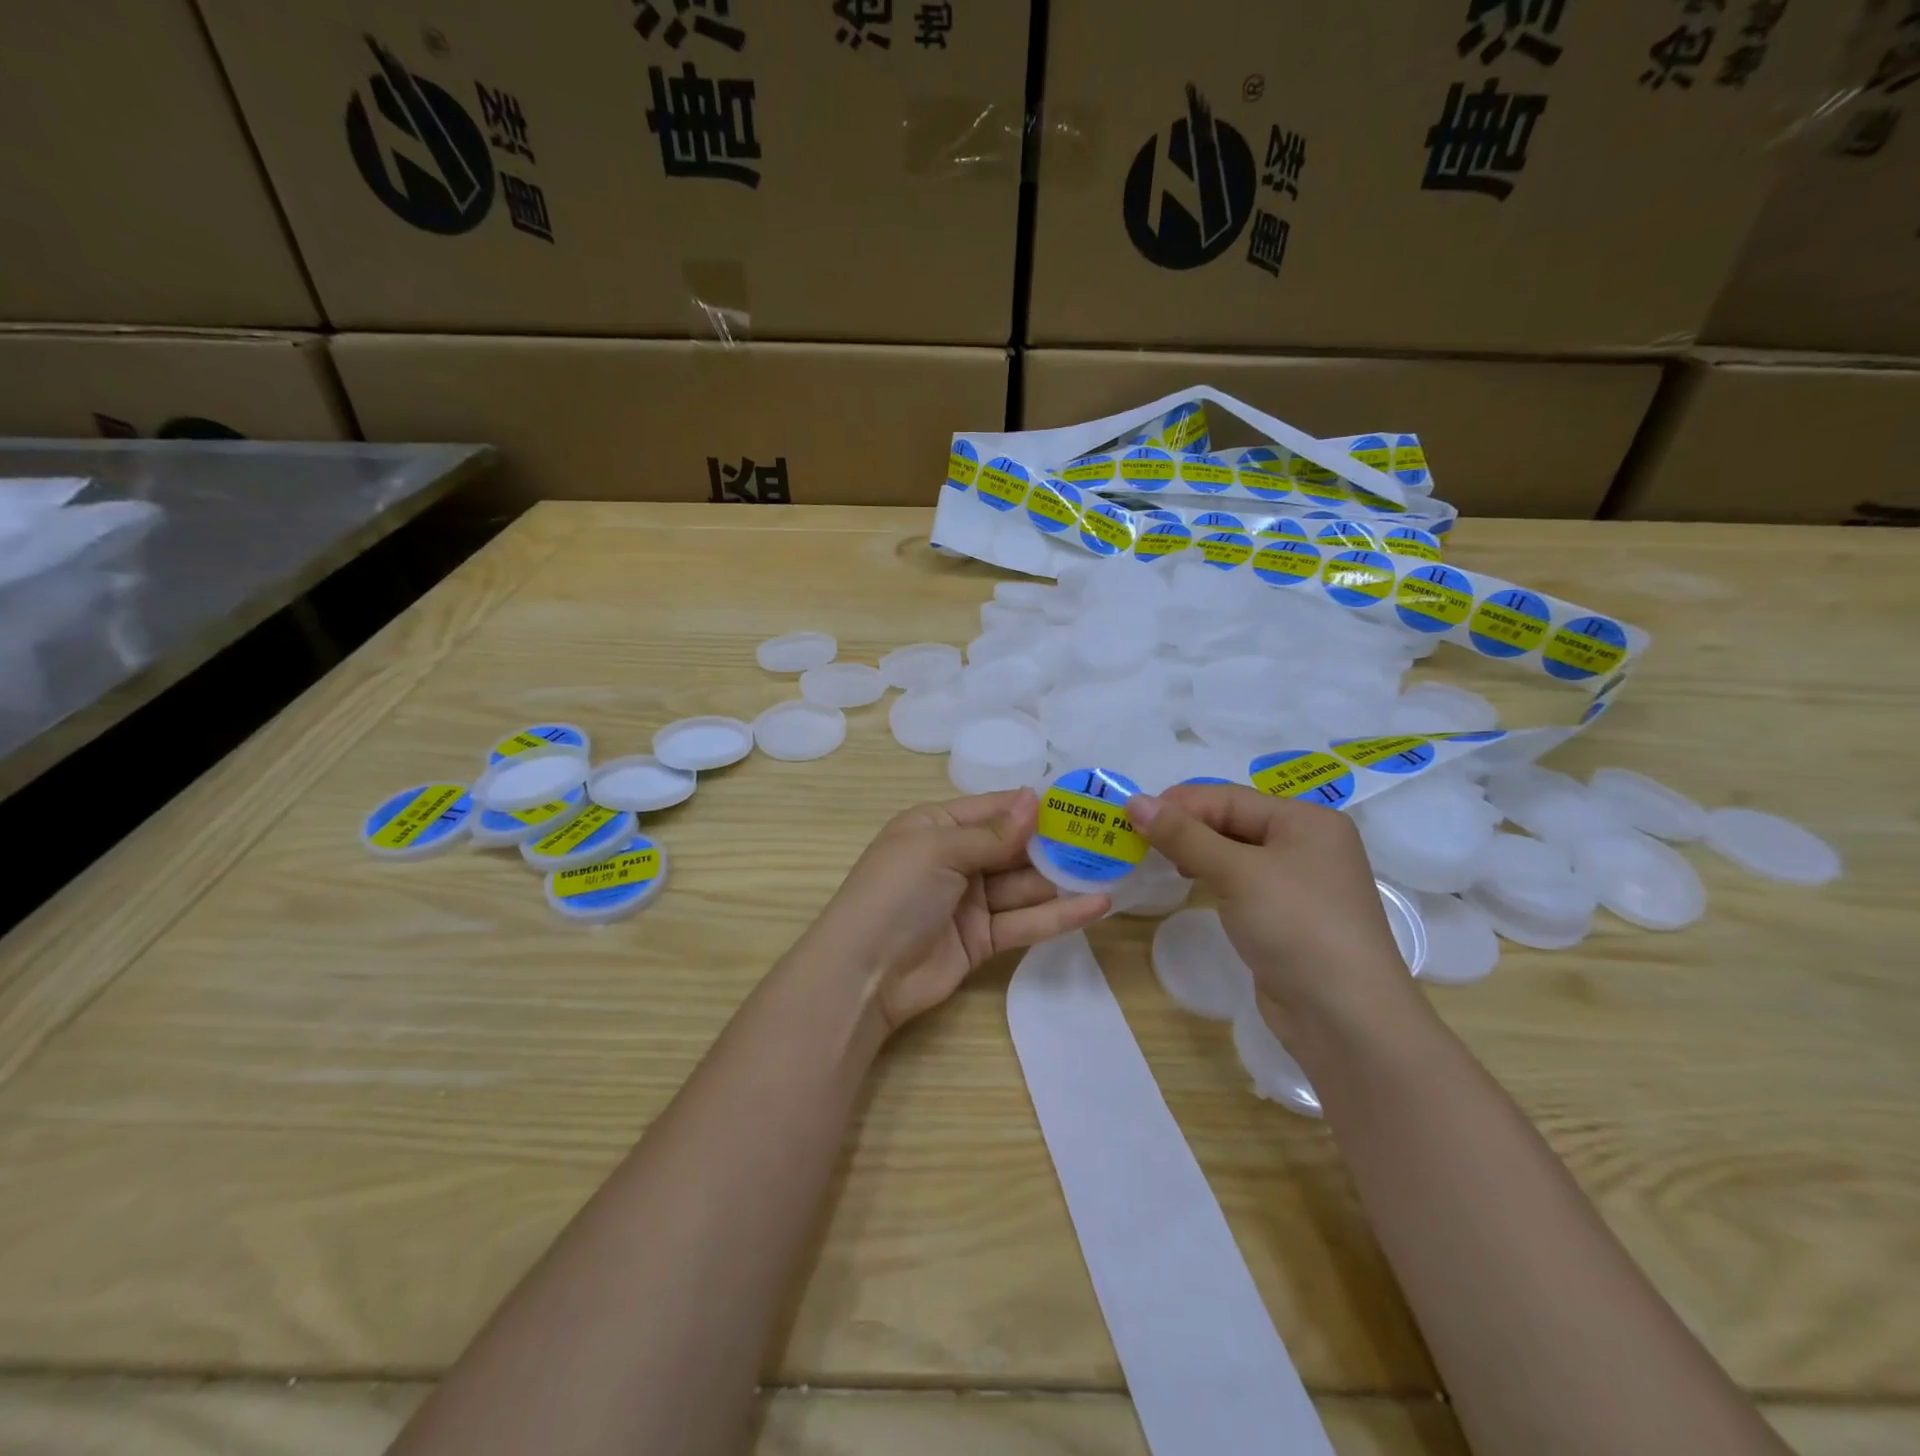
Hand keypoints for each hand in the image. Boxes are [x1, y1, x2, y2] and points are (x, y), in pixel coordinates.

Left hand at [794, 788, 1109, 1034]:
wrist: (863, 975)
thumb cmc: (895, 894)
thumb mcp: (938, 850)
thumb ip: (992, 833)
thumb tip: (1035, 798)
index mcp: (936, 826)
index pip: (993, 808)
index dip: (1034, 806)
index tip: (1080, 801)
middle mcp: (955, 859)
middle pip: (1014, 847)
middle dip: (1057, 843)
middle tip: (1108, 837)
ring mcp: (970, 901)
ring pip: (1024, 885)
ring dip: (1065, 878)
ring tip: (1114, 868)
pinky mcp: (983, 939)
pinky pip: (1025, 922)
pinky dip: (1058, 915)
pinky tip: (1097, 906)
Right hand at [1128, 784, 1415, 1035]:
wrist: (1346, 1018)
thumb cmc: (1296, 926)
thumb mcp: (1237, 872)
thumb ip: (1184, 835)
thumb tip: (1135, 801)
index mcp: (1306, 820)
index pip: (1229, 798)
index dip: (1179, 804)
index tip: (1130, 816)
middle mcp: (1308, 844)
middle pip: (1234, 821)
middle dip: (1186, 827)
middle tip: (1137, 840)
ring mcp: (1300, 883)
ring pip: (1235, 852)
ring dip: (1196, 852)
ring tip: (1157, 860)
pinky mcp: (1288, 916)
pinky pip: (1242, 882)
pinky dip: (1213, 877)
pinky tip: (1189, 884)